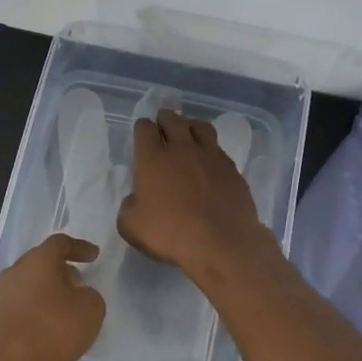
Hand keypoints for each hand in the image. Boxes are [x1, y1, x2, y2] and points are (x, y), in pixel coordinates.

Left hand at [0, 233, 106, 360]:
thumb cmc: (48, 330)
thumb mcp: (89, 312)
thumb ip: (91, 297)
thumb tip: (81, 295)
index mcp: (39, 260)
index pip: (60, 243)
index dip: (79, 247)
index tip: (93, 255)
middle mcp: (16, 272)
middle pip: (42, 263)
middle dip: (62, 271)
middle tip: (80, 283)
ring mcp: (1, 296)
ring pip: (30, 286)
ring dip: (48, 294)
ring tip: (66, 311)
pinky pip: (21, 308)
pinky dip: (37, 313)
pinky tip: (48, 331)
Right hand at [117, 109, 272, 278]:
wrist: (220, 242)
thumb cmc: (169, 233)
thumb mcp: (130, 225)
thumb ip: (129, 206)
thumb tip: (136, 199)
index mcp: (152, 158)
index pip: (145, 128)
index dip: (142, 128)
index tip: (142, 133)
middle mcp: (181, 149)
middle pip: (173, 120)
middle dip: (165, 118)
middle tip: (163, 123)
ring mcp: (210, 156)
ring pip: (200, 127)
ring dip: (191, 125)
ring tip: (189, 132)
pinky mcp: (232, 168)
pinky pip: (218, 149)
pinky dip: (211, 149)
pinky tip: (210, 161)